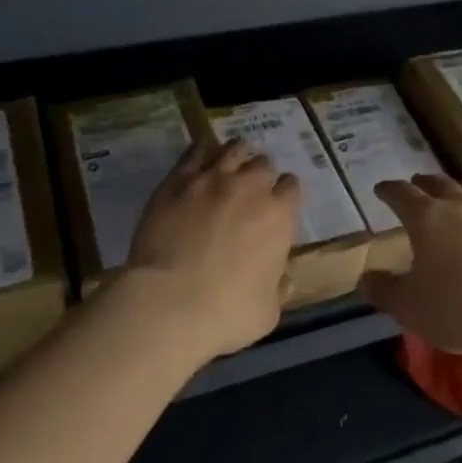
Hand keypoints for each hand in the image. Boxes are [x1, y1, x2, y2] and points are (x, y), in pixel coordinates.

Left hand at [121, 137, 301, 363]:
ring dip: (236, 157)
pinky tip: (200, 160)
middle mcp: (250, 187)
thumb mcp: (268, 312)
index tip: (278, 207)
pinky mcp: (179, 179)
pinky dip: (202, 152)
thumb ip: (279, 287)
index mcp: (278, 216)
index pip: (292, 187)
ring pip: (234, 149)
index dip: (285, 196)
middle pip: (264, 164)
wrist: (169, 302)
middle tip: (250, 193)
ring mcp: (213, 178)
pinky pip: (196, 151)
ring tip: (228, 169)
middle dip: (261, 175)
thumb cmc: (225, 313)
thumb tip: (284, 276)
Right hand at [362, 174, 461, 366]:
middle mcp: (459, 206)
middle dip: (422, 184)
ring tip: (452, 194)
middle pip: (437, 184)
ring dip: (456, 189)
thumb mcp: (409, 308)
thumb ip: (383, 290)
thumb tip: (365, 278)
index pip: (401, 193)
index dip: (388, 190)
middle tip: (415, 187)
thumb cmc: (458, 310)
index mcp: (427, 218)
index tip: (380, 190)